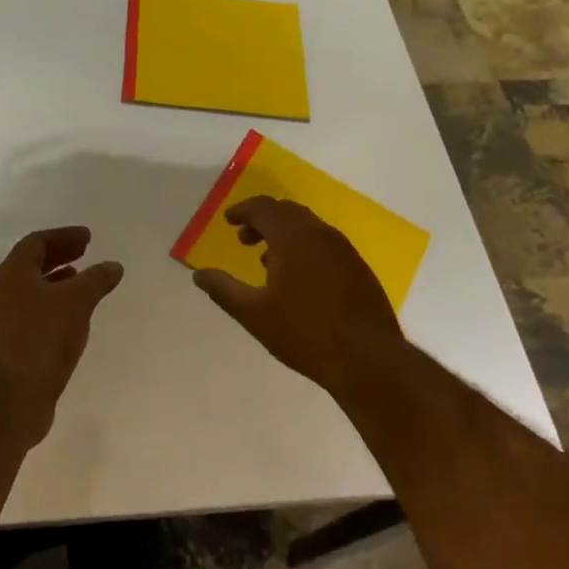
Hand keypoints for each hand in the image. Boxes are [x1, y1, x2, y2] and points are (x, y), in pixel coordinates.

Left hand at [0, 227, 123, 445]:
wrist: (9, 398)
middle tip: (86, 253)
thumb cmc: (41, 338)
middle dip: (60, 255)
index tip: (88, 238)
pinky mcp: (12, 345)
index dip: (63, 236)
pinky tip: (75, 319)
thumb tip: (113, 266)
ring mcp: (5, 320)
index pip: (37, 242)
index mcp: (14, 272)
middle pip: (32, 264)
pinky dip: (56, 307)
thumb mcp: (76, 302)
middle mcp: (4, 291)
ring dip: (58, 281)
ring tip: (83, 283)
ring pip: (34, 290)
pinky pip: (36, 314)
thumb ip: (96, 280)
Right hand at [192, 197, 406, 396]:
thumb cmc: (305, 334)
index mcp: (293, 237)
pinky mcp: (358, 267)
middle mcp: (320, 233)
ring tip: (267, 260)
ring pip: (308, 227)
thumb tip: (199, 275)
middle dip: (262, 220)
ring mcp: (344, 249)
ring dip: (284, 234)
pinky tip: (299, 279)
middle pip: (287, 212)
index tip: (228, 221)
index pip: (263, 208)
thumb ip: (223, 290)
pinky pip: (324, 243)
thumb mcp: (254, 315)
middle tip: (244, 239)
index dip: (243, 211)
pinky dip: (304, 247)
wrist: (369, 359)